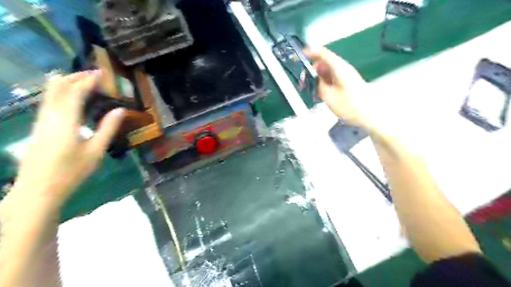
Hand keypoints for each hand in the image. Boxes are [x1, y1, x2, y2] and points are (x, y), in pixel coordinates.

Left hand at [12, 70, 123, 205]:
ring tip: (86, 82)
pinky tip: (74, 98)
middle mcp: (49, 116)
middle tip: (94, 75)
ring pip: (50, 92)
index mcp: (66, 121)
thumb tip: (120, 110)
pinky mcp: (39, 126)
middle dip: (75, 76)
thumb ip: (108, 128)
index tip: (102, 73)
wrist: (39, 189)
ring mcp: (41, 120)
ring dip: (67, 82)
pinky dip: (61, 92)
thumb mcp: (96, 151)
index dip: (88, 80)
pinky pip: (49, 101)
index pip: (75, 91)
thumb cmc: (72, 171)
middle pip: (57, 86)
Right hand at [303, 47, 372, 127]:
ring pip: (328, 72)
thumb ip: (319, 86)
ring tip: (310, 88)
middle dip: (313, 69)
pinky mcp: (347, 83)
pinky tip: (319, 93)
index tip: (302, 54)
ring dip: (318, 78)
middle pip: (325, 63)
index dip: (312, 52)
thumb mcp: (329, 97)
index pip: (324, 54)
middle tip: (304, 79)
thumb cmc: (350, 105)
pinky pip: (332, 79)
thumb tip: (315, 81)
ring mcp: (346, 76)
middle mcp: (343, 69)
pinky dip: (324, 83)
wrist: (369, 114)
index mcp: (340, 69)